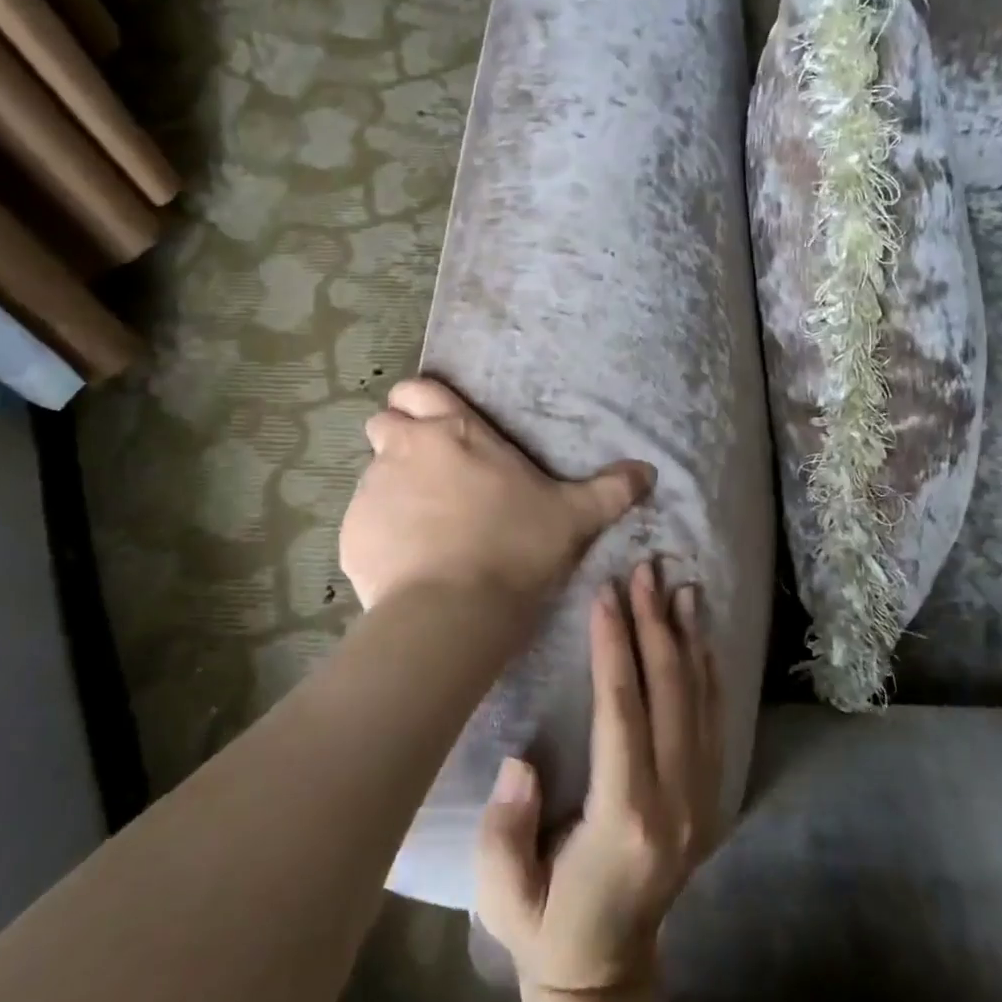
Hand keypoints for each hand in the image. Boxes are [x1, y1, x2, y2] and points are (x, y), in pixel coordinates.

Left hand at [340, 378, 654, 612]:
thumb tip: (649, 471)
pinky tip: (408, 562)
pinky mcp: (351, 534)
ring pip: (372, 474)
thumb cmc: (515, 547)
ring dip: (392, 489)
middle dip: (399, 440)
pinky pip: (362, 522)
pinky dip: (380, 533)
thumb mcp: (573, 516)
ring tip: (424, 528)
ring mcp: (371, 490)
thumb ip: (610, 490)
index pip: (416, 390)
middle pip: (383, 424)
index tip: (439, 428)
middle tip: (432, 475)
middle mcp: (404, 449)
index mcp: (453, 431)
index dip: (421, 403)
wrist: (454, 612)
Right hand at [476, 561, 724, 993]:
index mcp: (625, 819)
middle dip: (655, 624)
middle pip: (669, 694)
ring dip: (689, 638)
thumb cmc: (546, 923)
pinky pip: (714, 721)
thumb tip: (521, 761)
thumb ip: (508, 828)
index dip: (614, 647)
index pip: (622, 712)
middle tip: (645, 570)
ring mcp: (702, 801)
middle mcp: (676, 804)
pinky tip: (701, 636)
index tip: (606, 593)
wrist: (607, 971)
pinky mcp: (710, 799)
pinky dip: (709, 672)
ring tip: (680, 585)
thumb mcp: (504, 892)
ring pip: (700, 701)